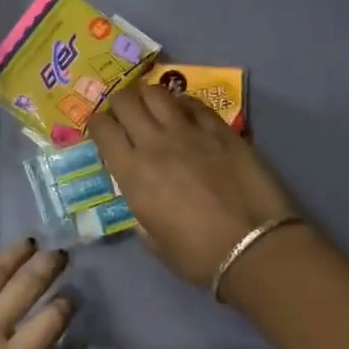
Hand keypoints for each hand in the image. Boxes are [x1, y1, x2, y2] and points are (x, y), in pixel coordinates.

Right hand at [87, 84, 302, 286]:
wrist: (253, 247)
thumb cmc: (197, 255)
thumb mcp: (153, 240)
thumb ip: (140, 212)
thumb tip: (142, 198)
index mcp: (132, 172)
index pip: (102, 128)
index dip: (96, 124)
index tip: (100, 130)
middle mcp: (155, 143)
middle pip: (126, 101)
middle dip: (119, 104)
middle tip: (124, 116)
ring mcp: (190, 132)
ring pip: (158, 93)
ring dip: (148, 97)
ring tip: (152, 109)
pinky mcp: (221, 130)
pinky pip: (194, 104)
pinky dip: (182, 104)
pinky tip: (184, 113)